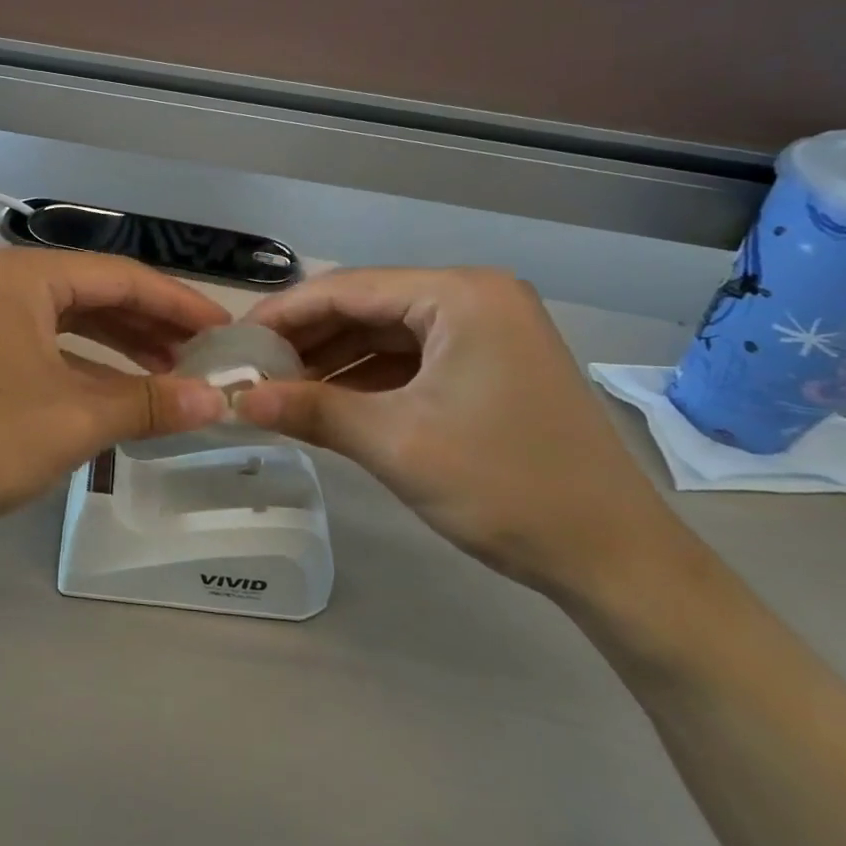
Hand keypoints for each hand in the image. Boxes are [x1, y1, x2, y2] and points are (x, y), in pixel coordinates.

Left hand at [0, 249, 231, 561]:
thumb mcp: (74, 421)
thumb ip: (150, 403)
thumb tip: (218, 400)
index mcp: (26, 277)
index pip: (123, 278)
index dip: (180, 305)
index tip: (226, 331)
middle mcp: (6, 283)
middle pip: (100, 295)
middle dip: (156, 326)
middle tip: (206, 357)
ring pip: (76, 322)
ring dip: (126, 347)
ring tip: (176, 375)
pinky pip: (52, 346)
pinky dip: (91, 366)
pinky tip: (125, 391)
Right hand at [235, 268, 685, 600]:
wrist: (612, 557)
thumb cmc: (503, 487)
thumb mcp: (395, 443)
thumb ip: (311, 410)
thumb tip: (236, 399)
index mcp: (460, 295)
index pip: (348, 288)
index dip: (283, 314)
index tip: (234, 343)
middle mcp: (475, 297)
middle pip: (367, 306)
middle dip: (306, 338)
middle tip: (250, 369)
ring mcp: (487, 330)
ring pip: (386, 332)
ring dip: (333, 359)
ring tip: (278, 387)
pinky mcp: (490, 363)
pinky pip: (412, 358)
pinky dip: (367, 377)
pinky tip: (327, 400)